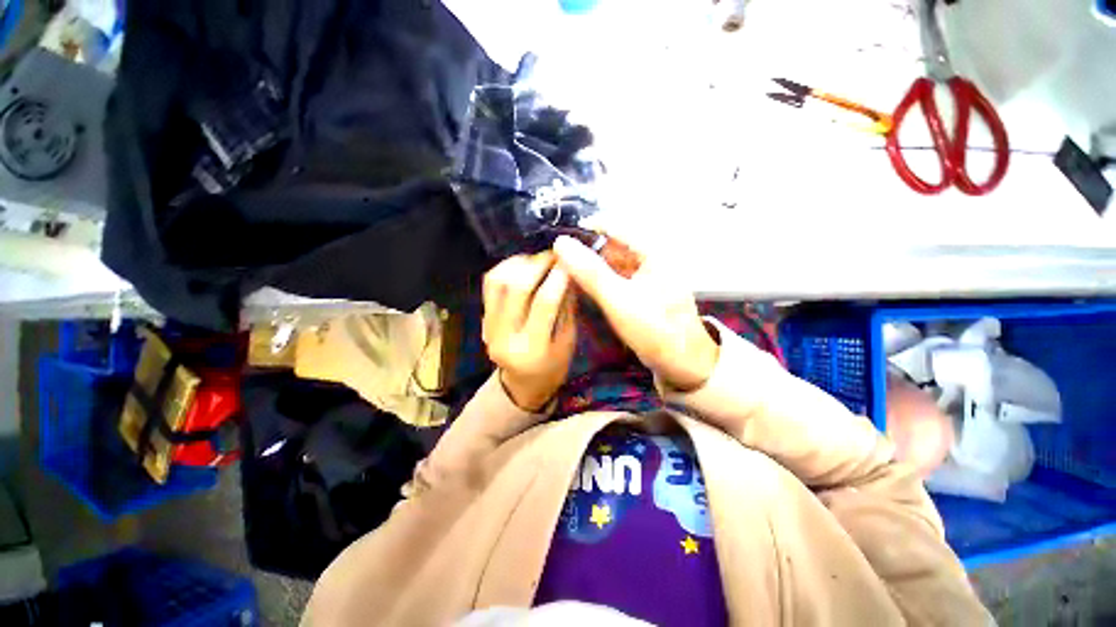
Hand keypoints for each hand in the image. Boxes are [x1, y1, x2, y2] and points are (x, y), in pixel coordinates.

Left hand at [482, 252, 576, 410]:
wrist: (522, 383)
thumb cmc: (552, 367)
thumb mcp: (568, 342)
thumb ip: (567, 307)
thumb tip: (569, 272)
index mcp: (532, 349)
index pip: (544, 302)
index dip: (558, 276)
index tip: (570, 260)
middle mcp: (504, 336)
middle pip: (517, 287)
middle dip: (538, 264)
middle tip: (555, 254)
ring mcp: (488, 326)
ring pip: (497, 281)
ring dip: (520, 263)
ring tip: (539, 259)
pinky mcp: (483, 319)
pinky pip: (489, 284)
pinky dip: (506, 268)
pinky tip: (522, 265)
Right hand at [553, 235, 718, 390]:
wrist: (682, 364)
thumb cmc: (655, 331)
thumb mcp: (619, 300)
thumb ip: (590, 272)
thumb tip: (561, 242)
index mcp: (652, 250)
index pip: (612, 225)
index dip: (583, 229)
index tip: (556, 239)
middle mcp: (649, 256)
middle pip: (610, 243)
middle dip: (584, 249)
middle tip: (554, 257)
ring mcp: (643, 274)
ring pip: (610, 260)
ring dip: (588, 264)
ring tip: (560, 269)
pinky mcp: (638, 289)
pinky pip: (613, 276)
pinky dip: (597, 278)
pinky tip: (579, 284)